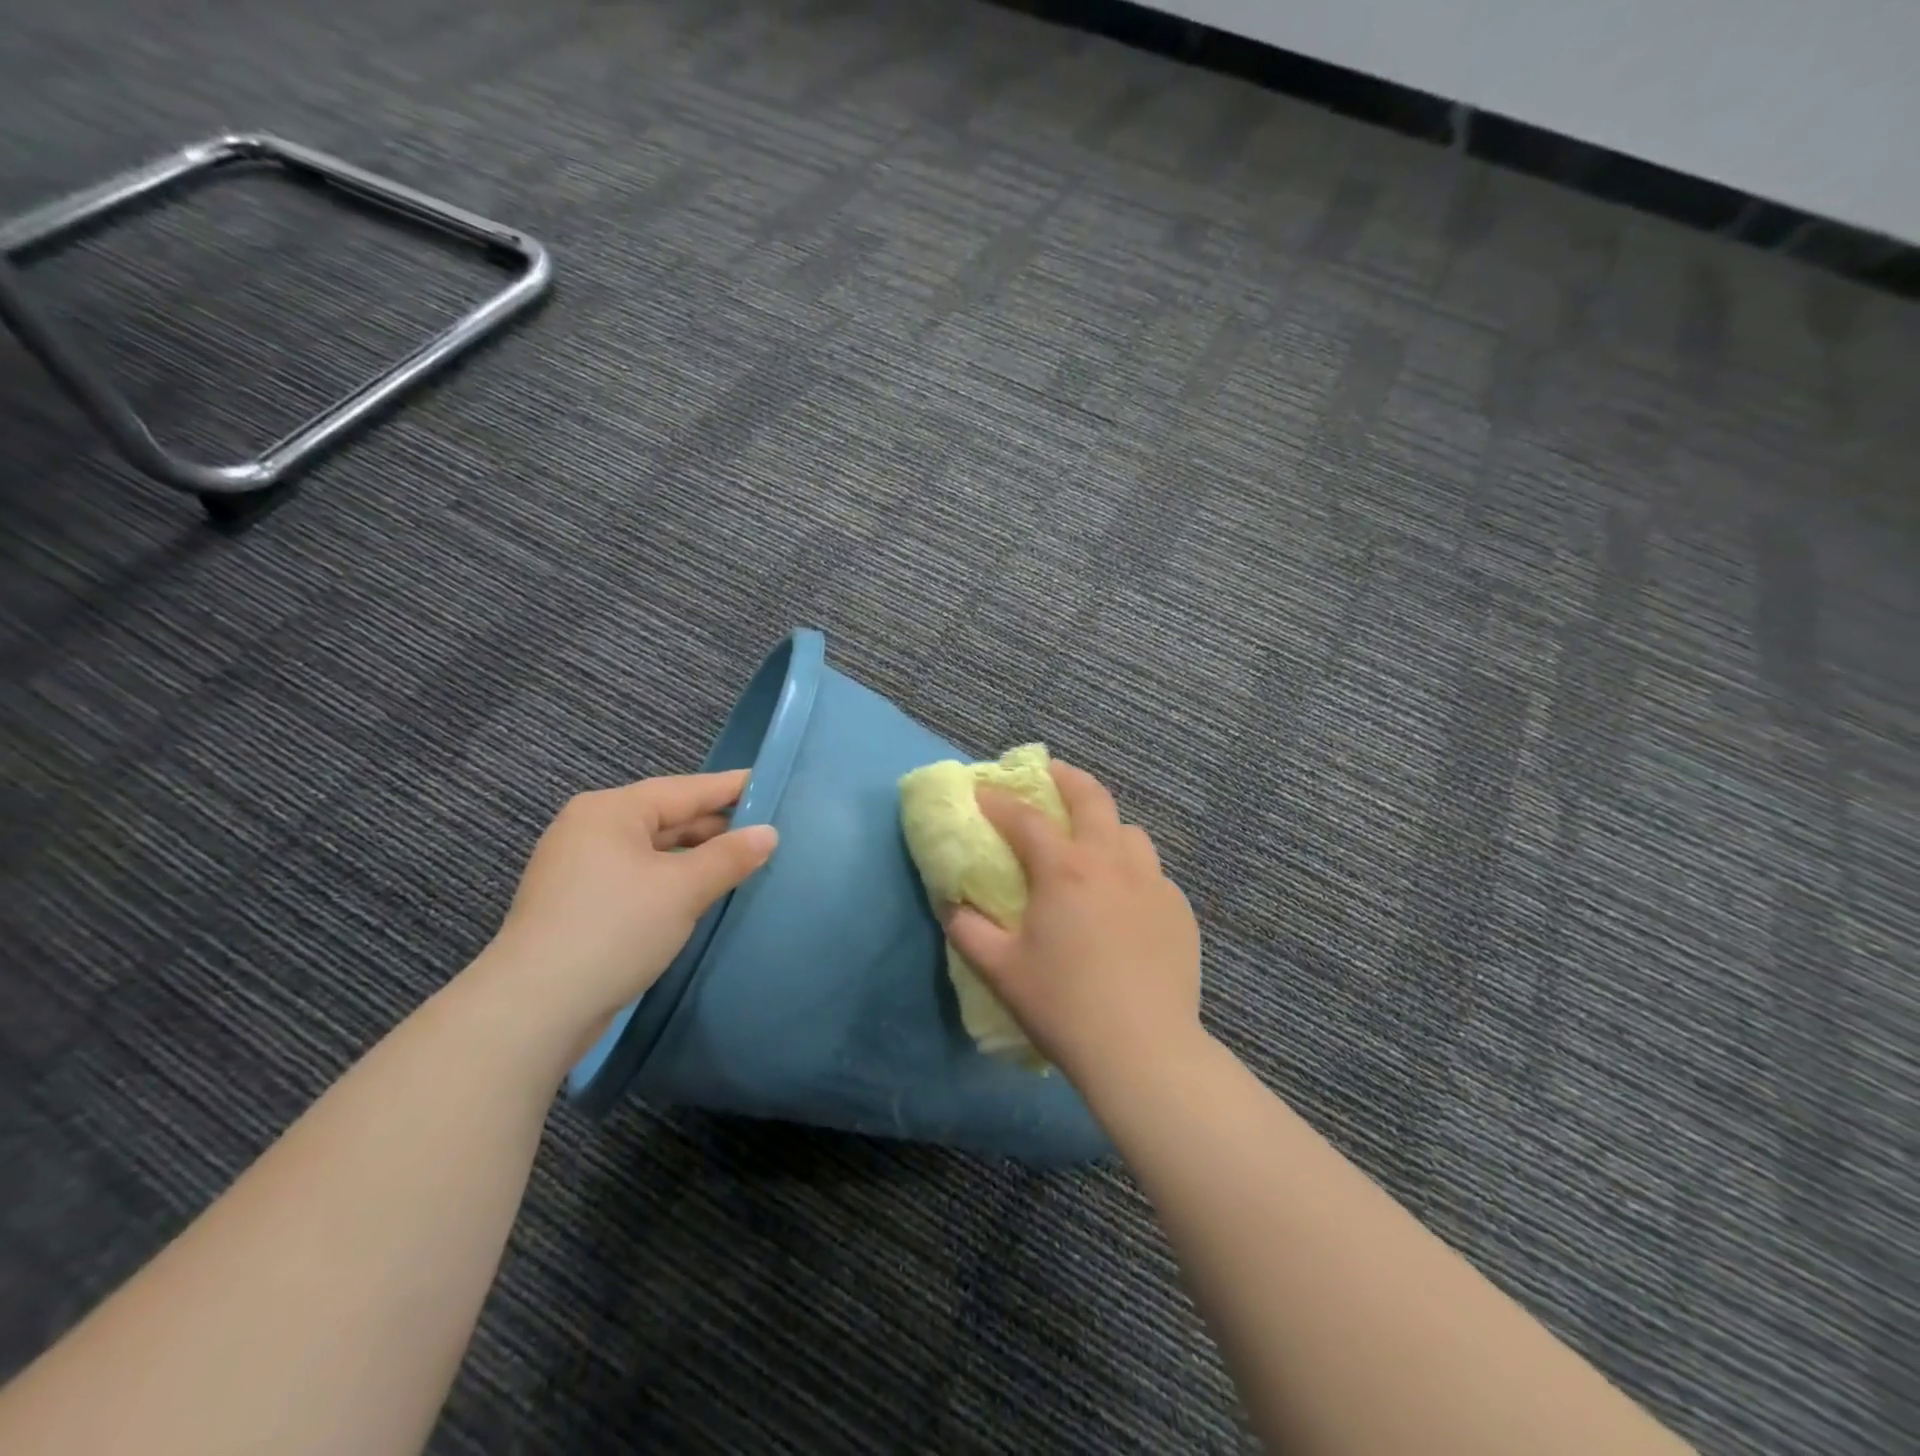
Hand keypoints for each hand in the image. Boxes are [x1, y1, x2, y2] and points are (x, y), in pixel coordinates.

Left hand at [478, 770, 776, 1046]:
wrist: (534, 1009)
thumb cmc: (615, 929)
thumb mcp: (683, 889)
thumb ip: (730, 856)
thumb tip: (769, 833)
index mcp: (611, 811)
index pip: (685, 790)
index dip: (731, 788)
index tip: (772, 783)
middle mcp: (590, 829)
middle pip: (666, 817)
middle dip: (715, 826)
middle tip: (767, 830)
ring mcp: (579, 868)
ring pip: (652, 850)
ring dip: (695, 857)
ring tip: (742, 862)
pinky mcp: (577, 904)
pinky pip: (637, 876)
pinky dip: (671, 879)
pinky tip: (700, 893)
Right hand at [945, 761, 1201, 1087]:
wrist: (1143, 1050)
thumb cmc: (1062, 1005)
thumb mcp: (999, 969)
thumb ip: (966, 929)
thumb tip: (951, 904)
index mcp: (1064, 870)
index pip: (1025, 818)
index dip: (999, 801)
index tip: (981, 792)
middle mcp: (1111, 862)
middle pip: (1091, 798)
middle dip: (1065, 778)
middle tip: (1048, 774)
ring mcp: (1152, 883)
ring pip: (1130, 832)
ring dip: (1105, 825)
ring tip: (1090, 842)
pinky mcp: (1179, 910)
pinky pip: (1152, 872)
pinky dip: (1132, 869)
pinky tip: (1124, 899)